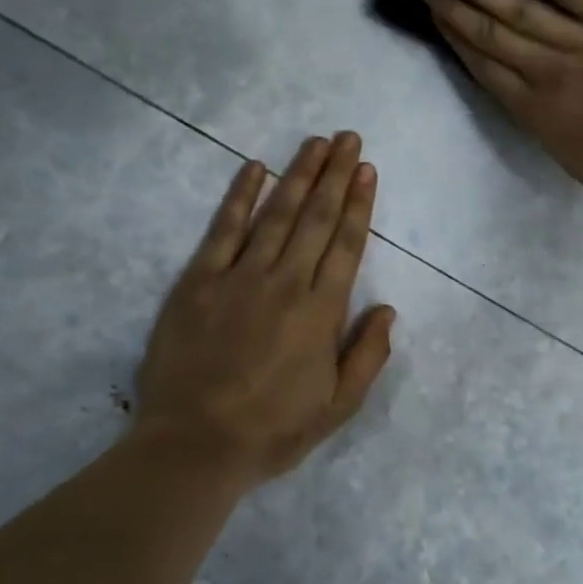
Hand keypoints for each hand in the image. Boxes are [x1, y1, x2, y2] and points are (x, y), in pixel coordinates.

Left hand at [134, 133, 396, 485]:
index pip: (345, 245)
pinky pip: (223, 229)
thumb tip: (388, 309)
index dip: (358, 204)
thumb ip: (368, 356)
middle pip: (314, 218)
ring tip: (314, 142)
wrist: (194, 445)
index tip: (366, 170)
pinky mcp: (198, 281)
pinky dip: (240, 196)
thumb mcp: (338, 408)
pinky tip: (253, 168)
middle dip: (334, 175)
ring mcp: (239, 277)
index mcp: (321, 313)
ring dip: (297, 174)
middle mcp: (285, 283)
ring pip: (275, 214)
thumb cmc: (272, 431)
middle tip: (347, 138)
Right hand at [413, 0, 582, 213]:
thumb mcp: (575, 160)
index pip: (485, 68)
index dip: (455, 39)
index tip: (433, 17)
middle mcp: (548, 73)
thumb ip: (546, 124)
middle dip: (451, 6)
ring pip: (518, 8)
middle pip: (490, 33)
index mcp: (537, 114)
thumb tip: (527, 95)